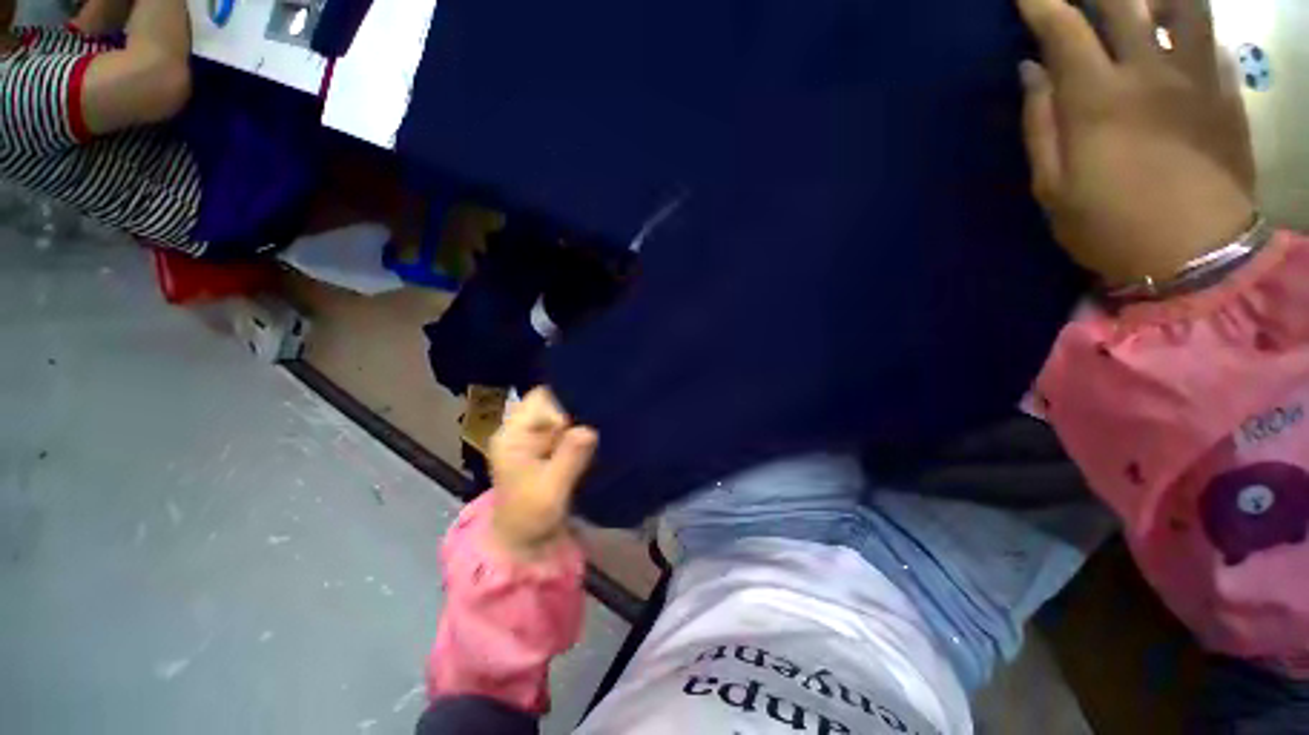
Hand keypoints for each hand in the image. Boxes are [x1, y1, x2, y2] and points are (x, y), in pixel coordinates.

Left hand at [487, 388, 597, 558]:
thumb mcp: (551, 490)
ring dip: (577, 425)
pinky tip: (588, 445)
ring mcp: (533, 438)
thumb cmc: (530, 517)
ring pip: (562, 413)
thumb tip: (589, 429)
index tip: (579, 426)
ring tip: (591, 440)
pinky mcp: (545, 447)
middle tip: (590, 431)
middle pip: (551, 402)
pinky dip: (578, 433)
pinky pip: (566, 428)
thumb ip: (569, 458)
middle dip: (573, 414)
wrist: (522, 541)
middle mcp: (520, 429)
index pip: (539, 399)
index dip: (562, 407)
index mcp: (512, 435)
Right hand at [1016, 0, 1256, 283]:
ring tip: (1140, 3)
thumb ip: (1039, 126)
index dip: (1040, 2)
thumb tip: (1031, 73)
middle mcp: (1147, 71)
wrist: (1197, 256)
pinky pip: (1209, 36)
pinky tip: (1178, 27)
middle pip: (1121, 1)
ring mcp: (1194, 75)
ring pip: (1178, 4)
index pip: (1062, 29)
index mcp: (1096, 99)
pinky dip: (1190, 23)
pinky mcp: (1224, 90)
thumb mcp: (1053, 189)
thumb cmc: (1110, 227)